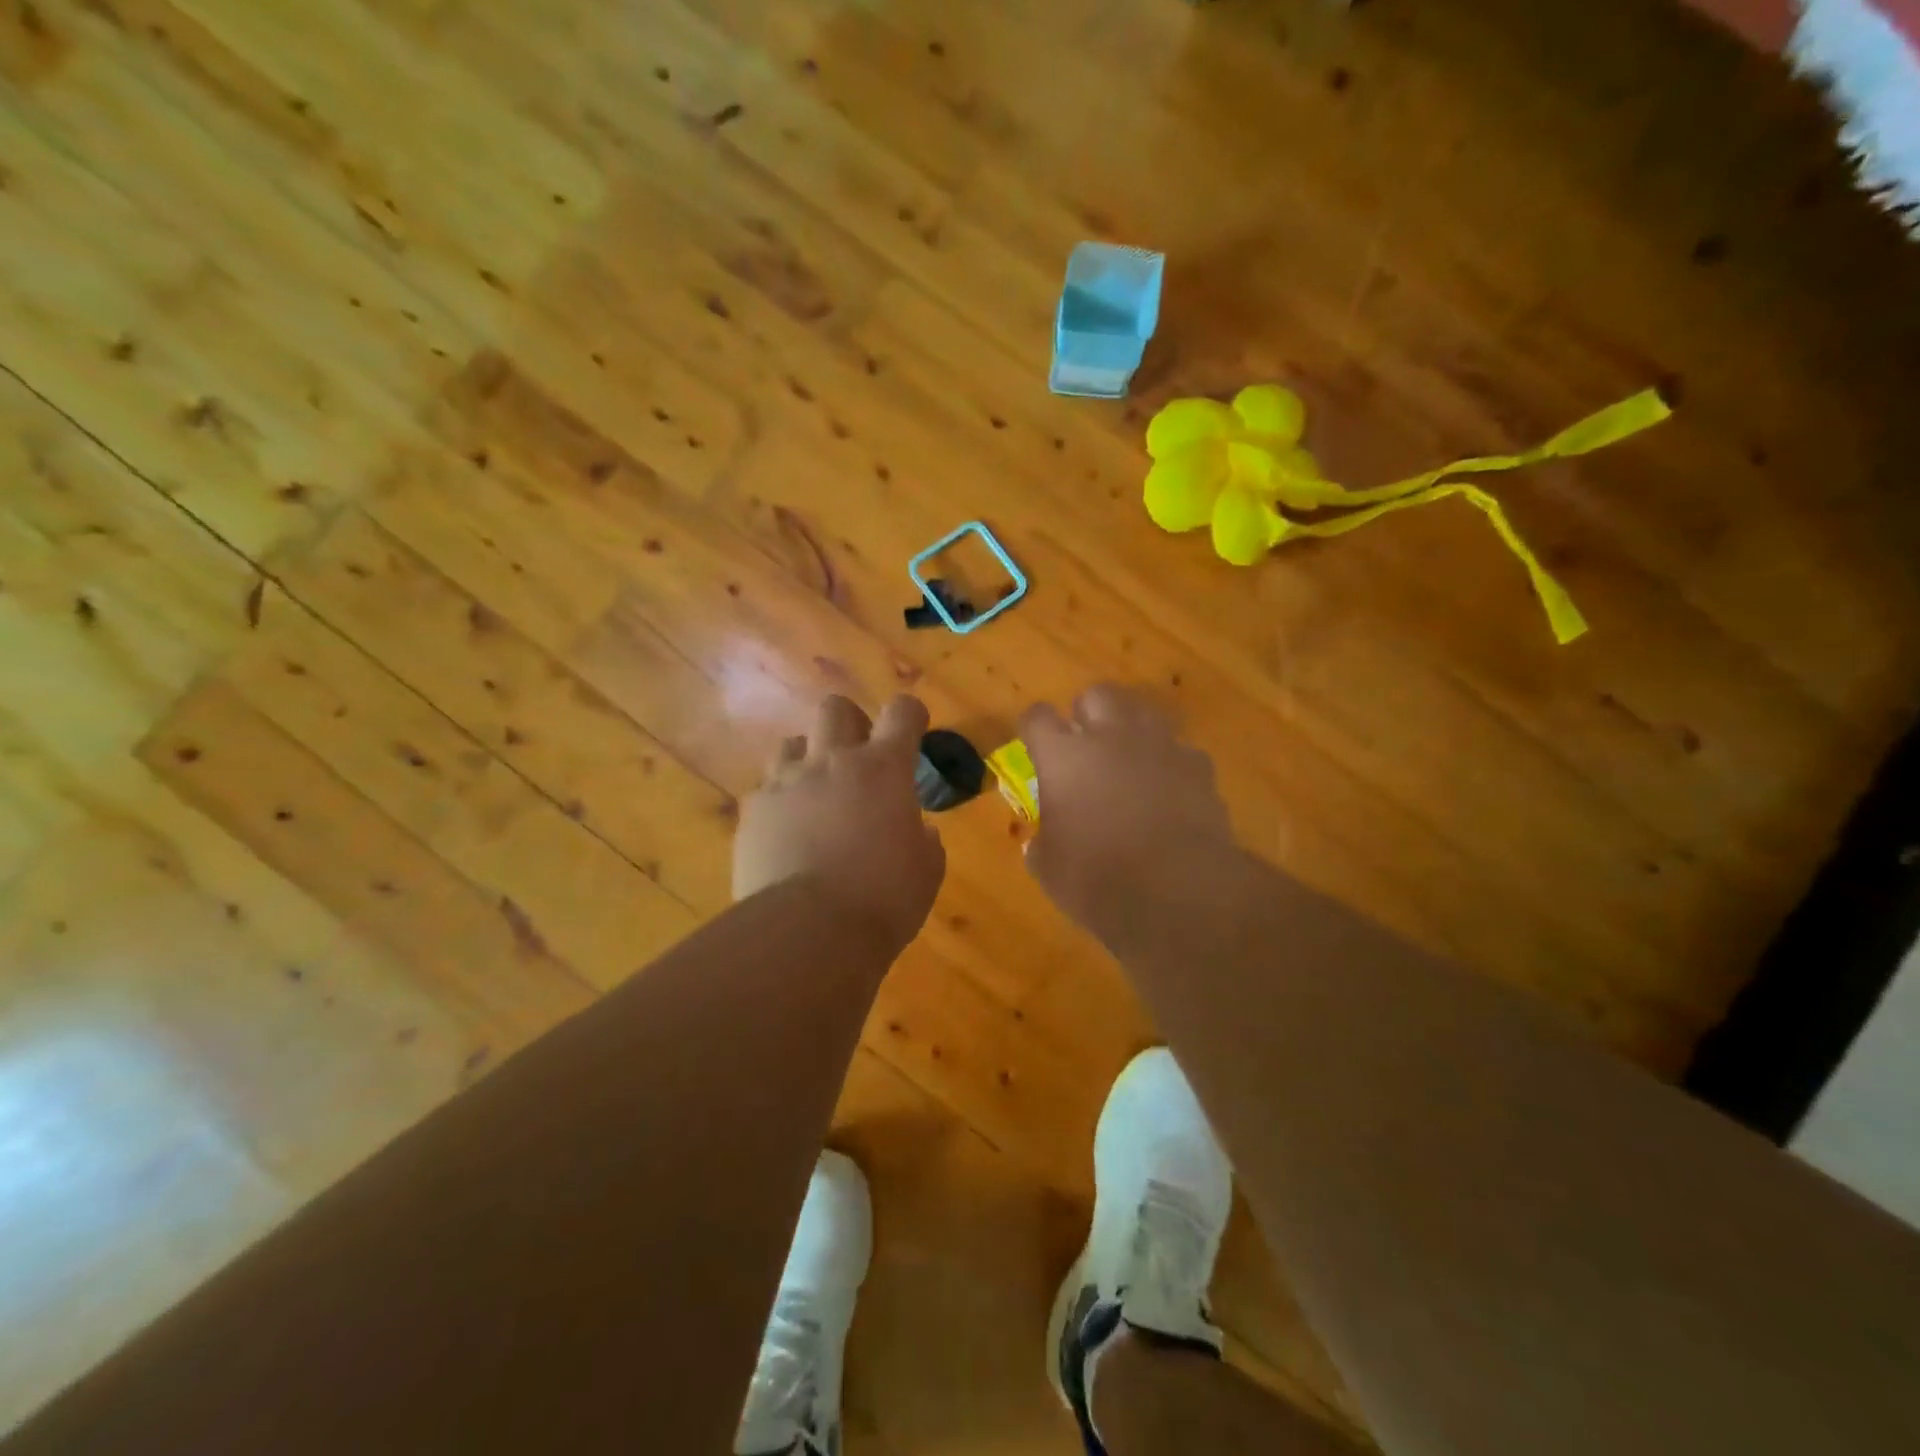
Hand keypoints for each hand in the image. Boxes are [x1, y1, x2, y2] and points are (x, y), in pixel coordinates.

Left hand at [734, 695, 946, 953]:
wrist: (808, 931)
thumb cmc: (883, 900)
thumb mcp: (926, 871)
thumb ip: (925, 842)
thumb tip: (921, 832)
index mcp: (883, 769)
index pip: (901, 713)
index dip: (909, 714)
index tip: (913, 728)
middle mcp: (831, 762)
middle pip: (835, 708)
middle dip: (850, 722)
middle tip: (858, 755)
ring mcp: (786, 783)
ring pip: (791, 742)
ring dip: (808, 757)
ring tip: (816, 790)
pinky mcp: (753, 811)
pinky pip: (765, 788)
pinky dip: (780, 800)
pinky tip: (787, 830)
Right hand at [1018, 685, 1233, 933]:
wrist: (1180, 891)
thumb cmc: (1098, 879)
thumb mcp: (1049, 869)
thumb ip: (1042, 843)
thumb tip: (1040, 842)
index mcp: (1064, 756)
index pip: (1037, 717)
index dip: (1033, 728)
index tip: (1033, 745)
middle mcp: (1111, 736)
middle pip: (1097, 694)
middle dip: (1088, 713)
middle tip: (1085, 746)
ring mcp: (1160, 746)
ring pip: (1143, 711)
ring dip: (1131, 730)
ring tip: (1128, 761)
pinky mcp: (1199, 766)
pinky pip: (1179, 750)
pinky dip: (1169, 764)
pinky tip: (1168, 792)